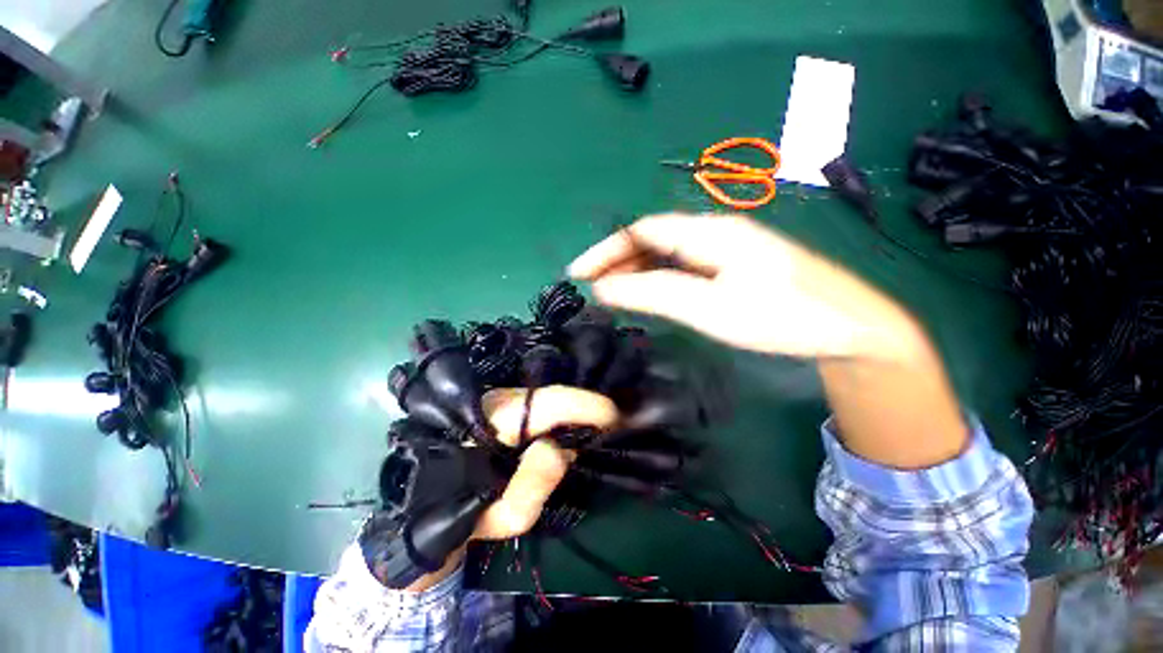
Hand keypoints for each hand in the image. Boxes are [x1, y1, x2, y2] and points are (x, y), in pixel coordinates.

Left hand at [404, 385, 617, 590]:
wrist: (427, 501)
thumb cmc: (465, 512)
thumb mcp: (500, 515)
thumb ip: (531, 487)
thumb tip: (559, 449)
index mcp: (492, 422)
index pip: (548, 402)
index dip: (585, 404)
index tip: (614, 416)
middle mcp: (498, 400)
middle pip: (552, 398)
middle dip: (582, 412)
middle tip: (604, 434)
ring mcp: (500, 399)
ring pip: (547, 403)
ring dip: (570, 417)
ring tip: (585, 439)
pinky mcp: (504, 406)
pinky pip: (542, 410)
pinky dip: (559, 420)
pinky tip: (565, 436)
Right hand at [568, 213, 922, 361]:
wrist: (849, 329)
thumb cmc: (780, 316)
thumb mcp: (708, 307)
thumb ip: (653, 293)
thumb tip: (603, 287)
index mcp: (708, 232)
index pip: (642, 231)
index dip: (606, 249)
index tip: (577, 272)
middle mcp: (714, 233)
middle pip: (652, 240)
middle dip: (616, 260)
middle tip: (590, 286)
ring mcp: (726, 250)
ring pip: (667, 254)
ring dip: (635, 271)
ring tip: (611, 292)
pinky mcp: (733, 267)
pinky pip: (683, 267)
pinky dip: (657, 278)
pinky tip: (649, 293)